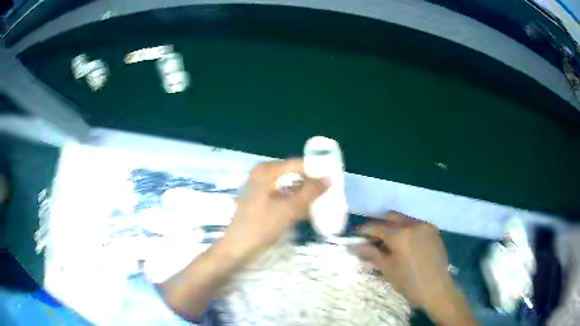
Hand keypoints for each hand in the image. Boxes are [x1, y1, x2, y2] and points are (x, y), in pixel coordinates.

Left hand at [220, 158, 328, 264]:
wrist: (237, 248)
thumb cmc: (259, 227)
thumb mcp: (287, 209)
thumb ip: (309, 193)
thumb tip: (329, 178)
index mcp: (267, 171)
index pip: (298, 164)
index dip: (316, 171)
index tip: (334, 180)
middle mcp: (264, 175)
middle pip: (294, 175)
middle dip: (312, 184)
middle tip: (331, 192)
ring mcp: (262, 188)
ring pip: (291, 187)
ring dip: (306, 195)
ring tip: (324, 202)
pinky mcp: (263, 201)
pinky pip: (285, 197)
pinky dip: (297, 203)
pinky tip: (309, 212)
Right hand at [355, 212, 476, 325]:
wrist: (437, 289)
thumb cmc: (409, 283)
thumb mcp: (388, 269)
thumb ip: (372, 254)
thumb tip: (356, 246)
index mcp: (400, 235)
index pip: (377, 227)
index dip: (365, 230)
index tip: (357, 234)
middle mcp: (414, 225)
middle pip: (392, 217)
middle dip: (381, 225)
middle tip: (374, 239)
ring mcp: (426, 226)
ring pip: (405, 220)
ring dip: (395, 227)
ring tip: (390, 243)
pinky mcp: (434, 231)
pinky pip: (417, 225)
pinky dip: (407, 231)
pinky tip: (406, 245)